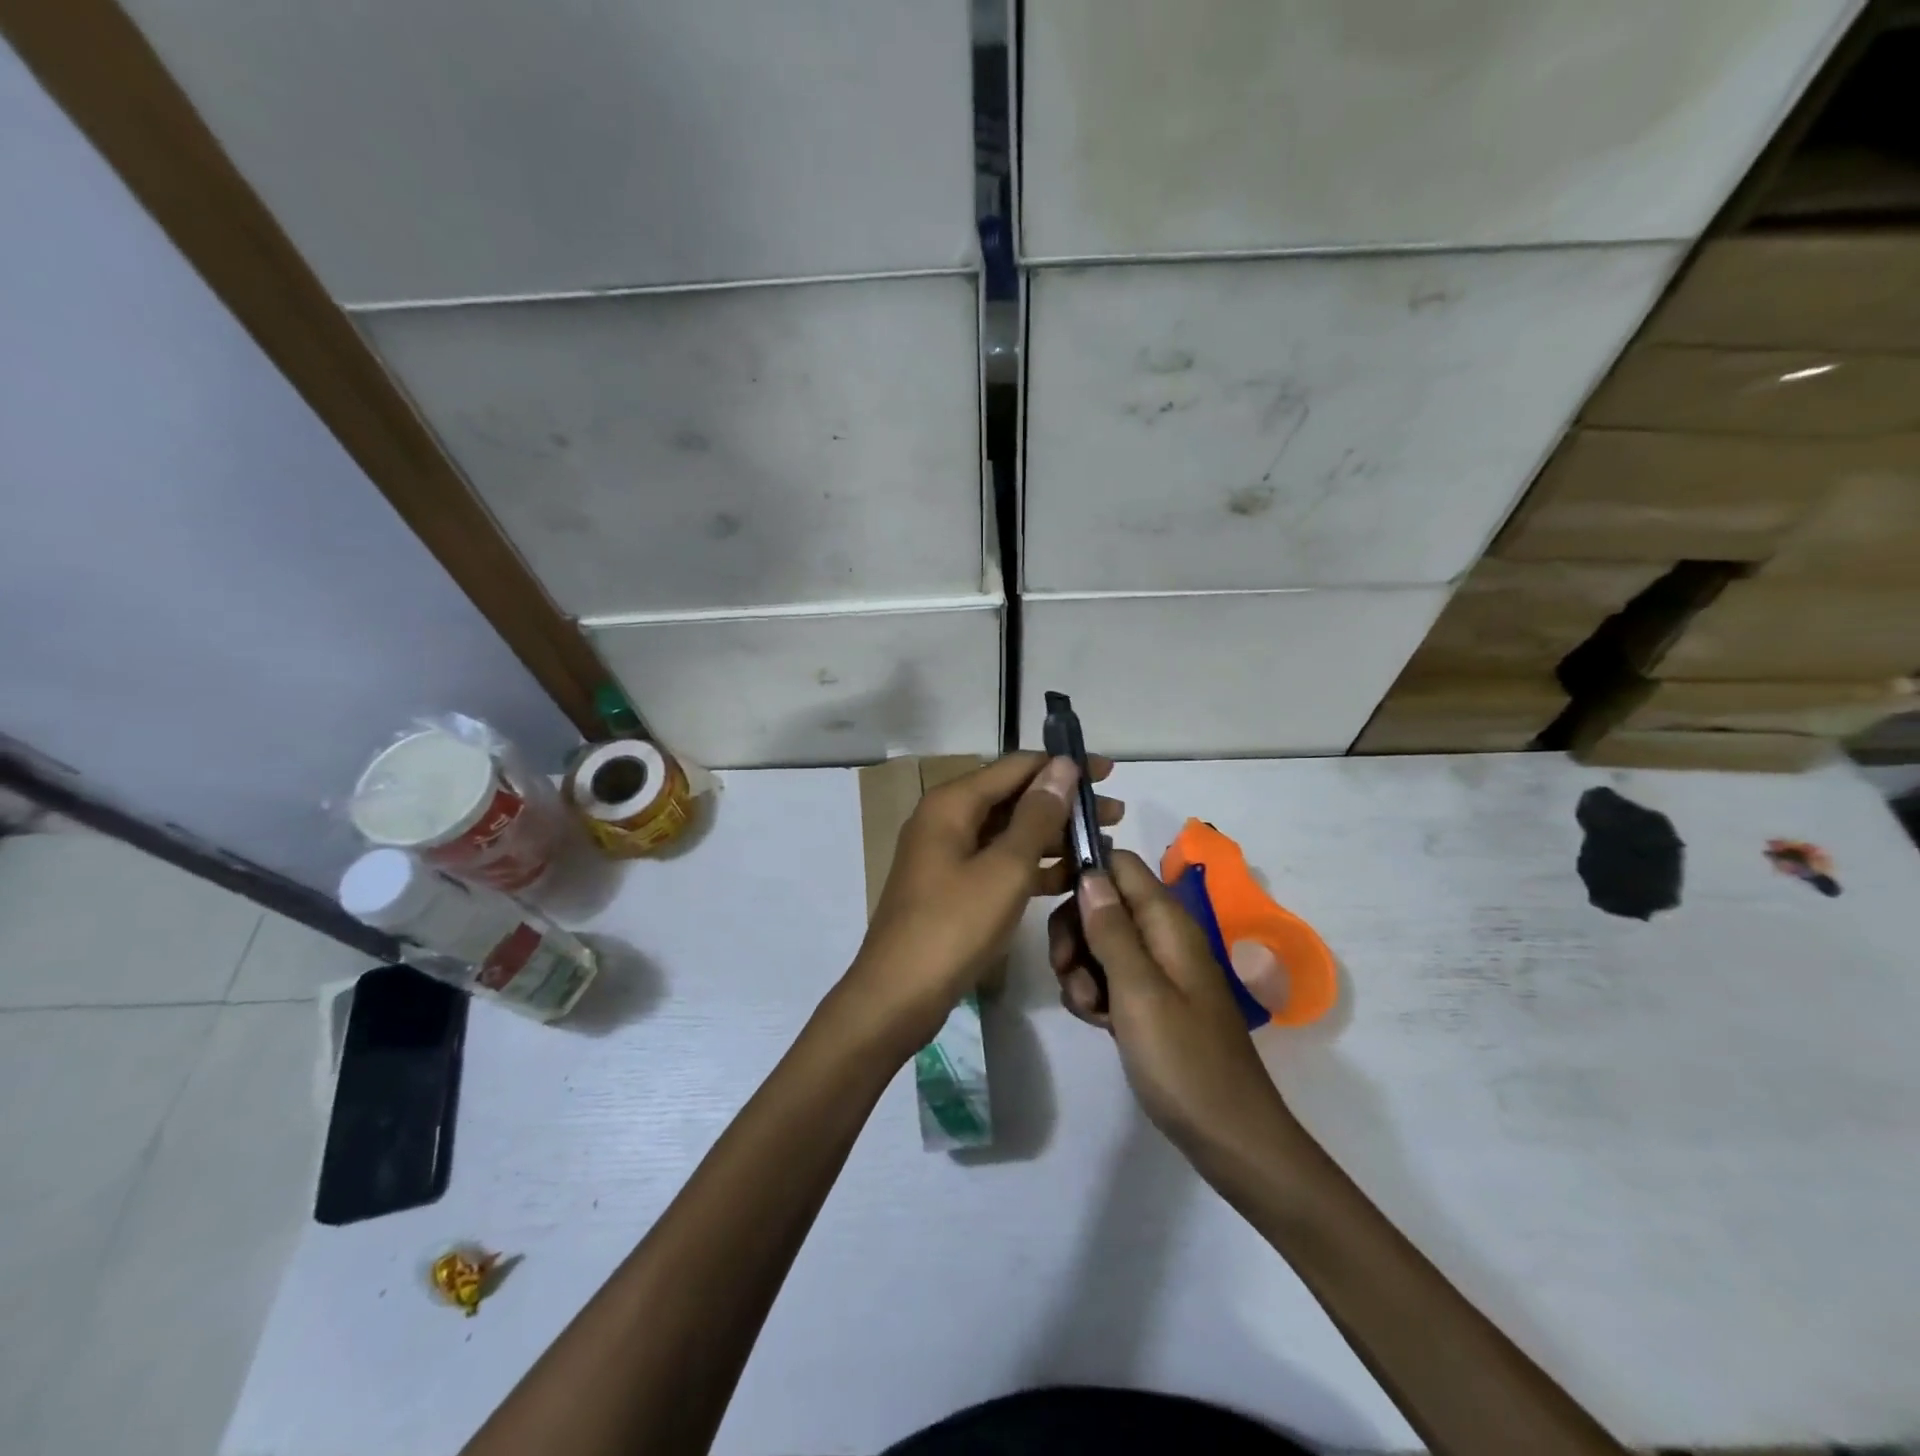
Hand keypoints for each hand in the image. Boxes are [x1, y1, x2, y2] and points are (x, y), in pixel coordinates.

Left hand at [846, 752, 1122, 1054]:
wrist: (898, 995)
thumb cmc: (954, 926)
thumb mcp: (1005, 869)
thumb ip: (1037, 816)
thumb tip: (1062, 766)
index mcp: (953, 803)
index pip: (1017, 766)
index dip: (1064, 765)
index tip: (1108, 773)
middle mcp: (947, 818)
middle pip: (1014, 796)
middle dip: (1064, 802)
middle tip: (1115, 814)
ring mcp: (948, 854)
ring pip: (1009, 831)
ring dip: (1054, 835)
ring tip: (1103, 845)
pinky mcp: (953, 885)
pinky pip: (999, 861)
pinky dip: (1033, 865)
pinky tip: (1072, 877)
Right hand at [1050, 850, 1296, 1168]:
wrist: (1229, 1136)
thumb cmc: (1183, 1060)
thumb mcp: (1138, 991)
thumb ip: (1111, 929)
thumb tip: (1089, 872)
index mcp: (1167, 921)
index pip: (1118, 863)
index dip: (1083, 873)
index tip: (1050, 903)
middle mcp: (1163, 935)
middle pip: (1102, 902)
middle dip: (1074, 932)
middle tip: (1067, 973)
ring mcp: (1158, 969)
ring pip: (1099, 942)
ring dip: (1080, 970)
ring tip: (1089, 1011)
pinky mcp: (1151, 999)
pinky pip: (1109, 977)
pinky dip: (1095, 994)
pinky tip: (1098, 1023)